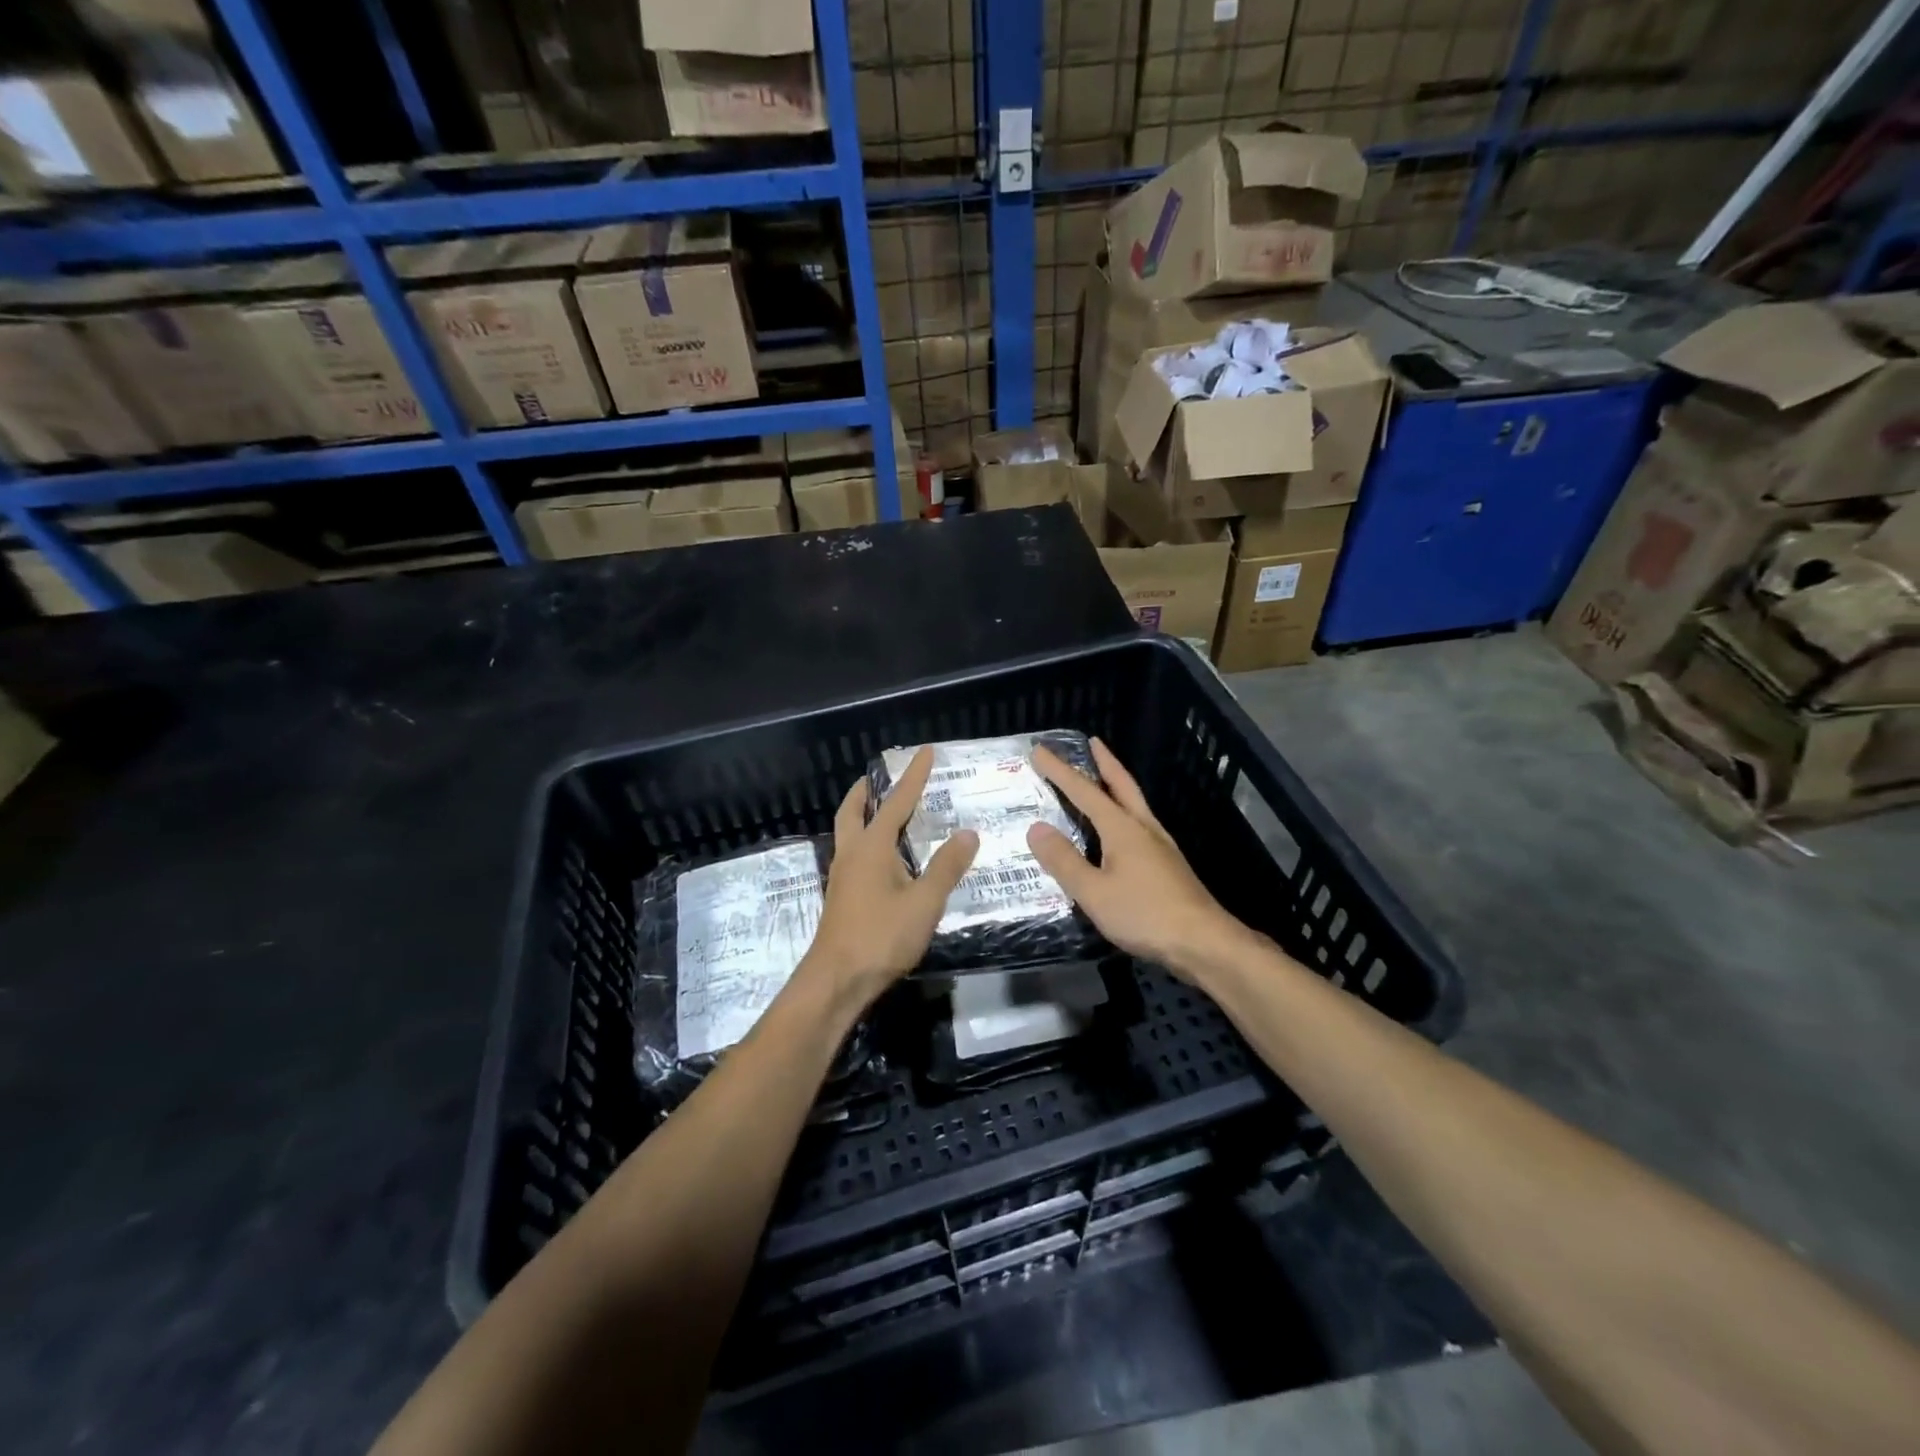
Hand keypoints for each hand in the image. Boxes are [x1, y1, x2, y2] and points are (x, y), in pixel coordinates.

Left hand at [800, 746, 978, 1013]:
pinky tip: (882, 859)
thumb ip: (947, 867)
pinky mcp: (842, 896)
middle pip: (853, 811)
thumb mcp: (924, 902)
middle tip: (879, 778)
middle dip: (866, 791)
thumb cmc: (881, 936)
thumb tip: (968, 833)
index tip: (925, 752)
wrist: (836, 979)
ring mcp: (842, 875)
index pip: (897, 802)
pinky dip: (865, 840)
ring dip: (862, 814)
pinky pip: (852, 853)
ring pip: (848, 832)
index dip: (914, 776)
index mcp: (873, 847)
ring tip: (882, 811)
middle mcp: (852, 853)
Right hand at [1027, 738, 1251, 980]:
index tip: (1040, 750)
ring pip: (1135, 804)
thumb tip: (1036, 828)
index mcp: (1122, 829)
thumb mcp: (1094, 892)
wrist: (1204, 942)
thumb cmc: (1145, 915)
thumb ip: (1064, 860)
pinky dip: (1125, 811)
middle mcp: (1143, 828)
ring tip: (1103, 778)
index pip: (1084, 791)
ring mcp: (1160, 846)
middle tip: (1092, 742)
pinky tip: (1121, 829)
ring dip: (1117, 785)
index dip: (1060, 771)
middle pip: (1122, 786)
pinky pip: (1140, 824)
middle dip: (1104, 762)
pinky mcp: (1168, 865)